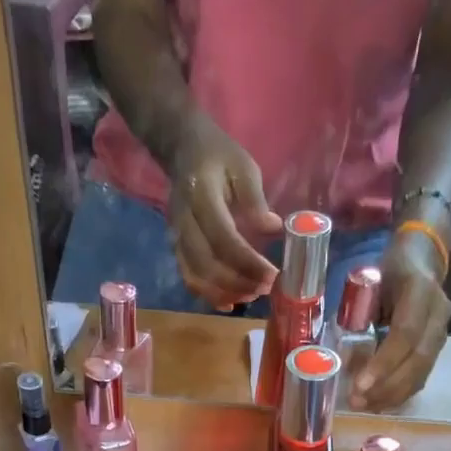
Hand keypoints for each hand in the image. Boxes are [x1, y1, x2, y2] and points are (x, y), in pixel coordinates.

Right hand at [168, 116, 283, 307]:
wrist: (183, 149)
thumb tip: (274, 230)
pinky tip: (231, 302)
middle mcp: (183, 221)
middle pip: (206, 264)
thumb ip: (256, 200)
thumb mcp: (243, 167)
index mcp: (200, 195)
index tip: (272, 274)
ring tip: (251, 296)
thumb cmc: (219, 156)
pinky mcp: (176, 248)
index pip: (223, 238)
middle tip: (265, 289)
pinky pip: (189, 279)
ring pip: (195, 277)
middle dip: (238, 282)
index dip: (247, 262)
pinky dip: (209, 296)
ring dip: (224, 293)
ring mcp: (175, 237)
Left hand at [349, 231, 450, 411]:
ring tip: (365, 406)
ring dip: (392, 395)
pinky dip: (400, 393)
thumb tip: (345, 361)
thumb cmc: (388, 272)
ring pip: (422, 372)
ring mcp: (442, 332)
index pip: (406, 333)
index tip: (360, 384)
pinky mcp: (438, 348)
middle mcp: (438, 313)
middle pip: (417, 359)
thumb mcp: (369, 284)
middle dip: (386, 386)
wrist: (422, 261)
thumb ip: (360, 318)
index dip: (384, 363)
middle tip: (358, 402)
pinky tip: (380, 403)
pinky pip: (422, 376)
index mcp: (420, 290)